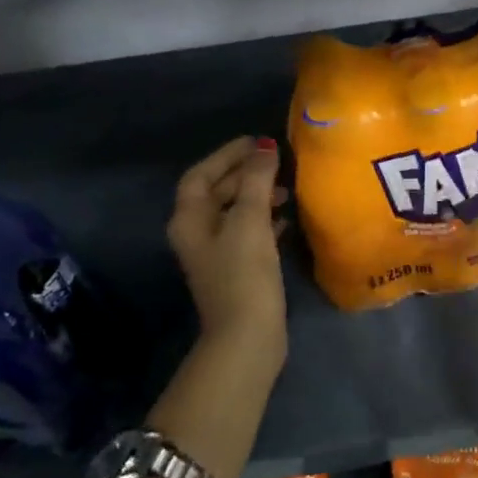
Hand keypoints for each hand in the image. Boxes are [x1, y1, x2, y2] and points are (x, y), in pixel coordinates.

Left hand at [167, 137, 287, 368]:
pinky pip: (250, 233)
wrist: (247, 336)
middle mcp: (197, 234)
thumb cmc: (243, 274)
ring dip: (258, 196)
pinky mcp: (238, 270)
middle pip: (218, 192)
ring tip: (287, 189)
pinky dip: (266, 220)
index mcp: (190, 220)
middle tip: (278, 161)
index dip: (226, 155)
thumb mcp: (249, 221)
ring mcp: (217, 254)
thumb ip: (256, 181)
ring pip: (236, 213)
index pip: (201, 175)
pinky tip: (287, 218)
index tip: (257, 141)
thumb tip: (265, 148)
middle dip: (245, 174)